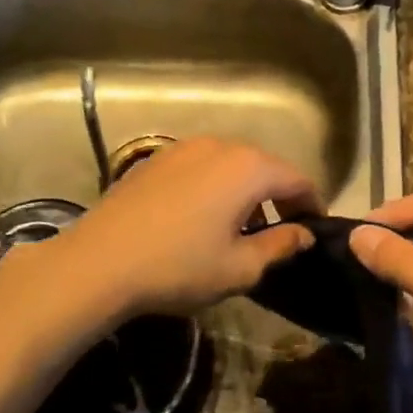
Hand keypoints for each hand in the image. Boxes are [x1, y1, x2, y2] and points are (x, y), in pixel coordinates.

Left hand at [15, 138, 319, 319]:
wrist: (98, 263)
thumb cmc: (179, 267)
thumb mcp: (240, 267)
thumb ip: (280, 246)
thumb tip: (304, 234)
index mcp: (249, 168)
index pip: (298, 179)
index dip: (312, 205)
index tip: (314, 231)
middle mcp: (220, 145)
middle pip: (265, 167)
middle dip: (279, 196)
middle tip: (281, 231)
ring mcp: (183, 148)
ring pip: (231, 165)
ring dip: (245, 191)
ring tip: (241, 227)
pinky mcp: (155, 159)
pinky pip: (201, 167)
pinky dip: (214, 186)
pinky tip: (201, 218)